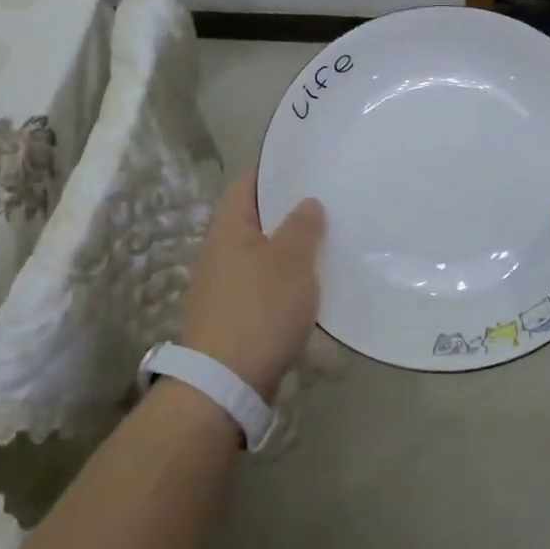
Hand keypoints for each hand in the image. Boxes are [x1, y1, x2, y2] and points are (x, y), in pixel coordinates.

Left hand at [180, 172, 325, 398]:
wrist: (225, 384)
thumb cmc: (259, 311)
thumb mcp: (290, 261)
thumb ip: (302, 226)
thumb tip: (307, 203)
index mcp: (228, 228)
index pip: (251, 183)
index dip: (278, 170)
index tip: (311, 164)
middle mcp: (219, 250)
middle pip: (257, 218)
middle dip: (290, 210)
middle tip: (330, 201)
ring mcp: (224, 284)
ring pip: (263, 252)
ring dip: (291, 247)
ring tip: (328, 240)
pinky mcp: (233, 314)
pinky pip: (264, 282)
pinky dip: (286, 277)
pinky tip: (312, 284)